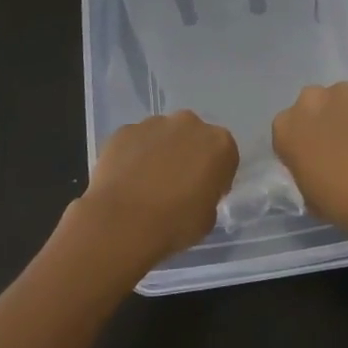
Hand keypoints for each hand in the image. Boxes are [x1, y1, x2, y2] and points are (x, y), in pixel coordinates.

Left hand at [74, 111, 239, 273]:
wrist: (122, 222)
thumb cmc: (174, 224)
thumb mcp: (208, 218)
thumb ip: (208, 195)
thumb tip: (195, 191)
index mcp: (220, 144)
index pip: (225, 156)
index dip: (216, 176)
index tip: (205, 193)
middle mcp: (190, 123)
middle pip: (194, 137)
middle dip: (188, 155)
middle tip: (176, 185)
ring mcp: (155, 123)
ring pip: (163, 135)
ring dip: (160, 152)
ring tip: (146, 183)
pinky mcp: (125, 130)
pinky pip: (135, 141)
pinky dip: (134, 155)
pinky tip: (126, 180)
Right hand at [271, 83, 347, 240]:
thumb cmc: (346, 202)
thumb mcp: (311, 198)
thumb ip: (306, 174)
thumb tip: (315, 169)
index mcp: (286, 128)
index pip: (287, 131)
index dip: (302, 145)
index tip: (315, 160)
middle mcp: (309, 100)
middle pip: (312, 106)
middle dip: (323, 121)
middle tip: (342, 147)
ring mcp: (343, 90)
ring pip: (342, 99)